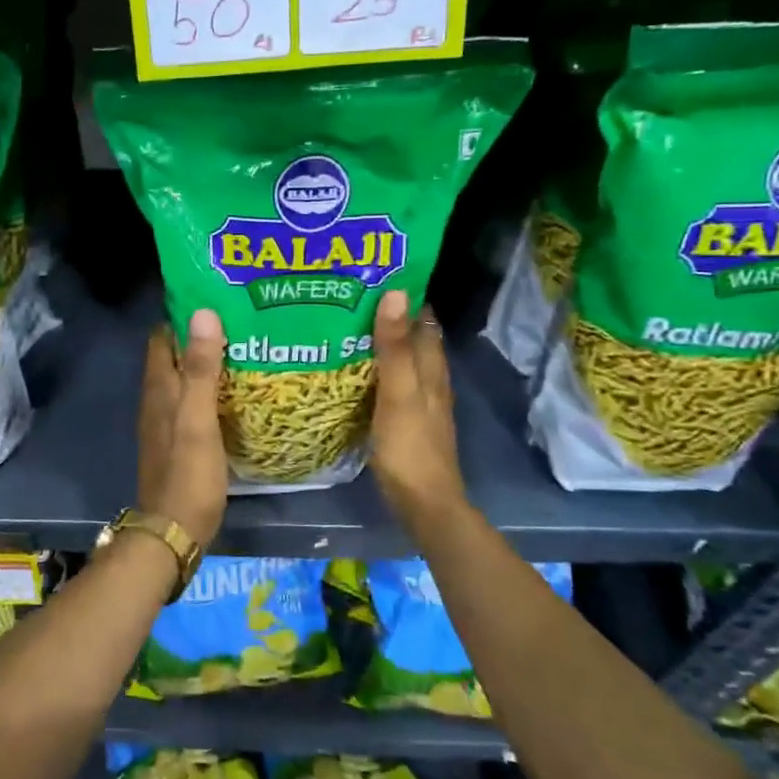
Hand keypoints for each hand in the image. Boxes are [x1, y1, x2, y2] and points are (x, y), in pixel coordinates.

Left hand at [137, 308, 228, 548]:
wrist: (174, 529)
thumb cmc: (188, 473)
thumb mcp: (198, 418)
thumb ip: (201, 369)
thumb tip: (203, 313)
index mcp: (159, 388)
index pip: (162, 337)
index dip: (182, 316)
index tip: (214, 299)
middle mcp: (157, 400)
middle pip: (173, 356)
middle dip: (199, 336)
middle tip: (238, 320)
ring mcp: (166, 422)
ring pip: (183, 380)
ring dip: (205, 363)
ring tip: (243, 348)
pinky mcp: (178, 441)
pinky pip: (192, 403)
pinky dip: (209, 390)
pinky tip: (234, 392)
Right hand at [369, 290, 464, 531]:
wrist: (423, 503)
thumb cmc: (410, 447)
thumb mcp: (399, 393)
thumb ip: (394, 348)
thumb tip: (396, 293)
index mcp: (432, 369)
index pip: (424, 321)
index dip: (406, 297)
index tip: (374, 276)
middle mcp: (430, 381)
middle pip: (413, 339)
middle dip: (390, 317)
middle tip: (351, 297)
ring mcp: (420, 403)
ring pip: (403, 362)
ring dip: (383, 343)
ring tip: (347, 326)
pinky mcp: (406, 421)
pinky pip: (392, 384)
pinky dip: (377, 370)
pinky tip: (354, 371)